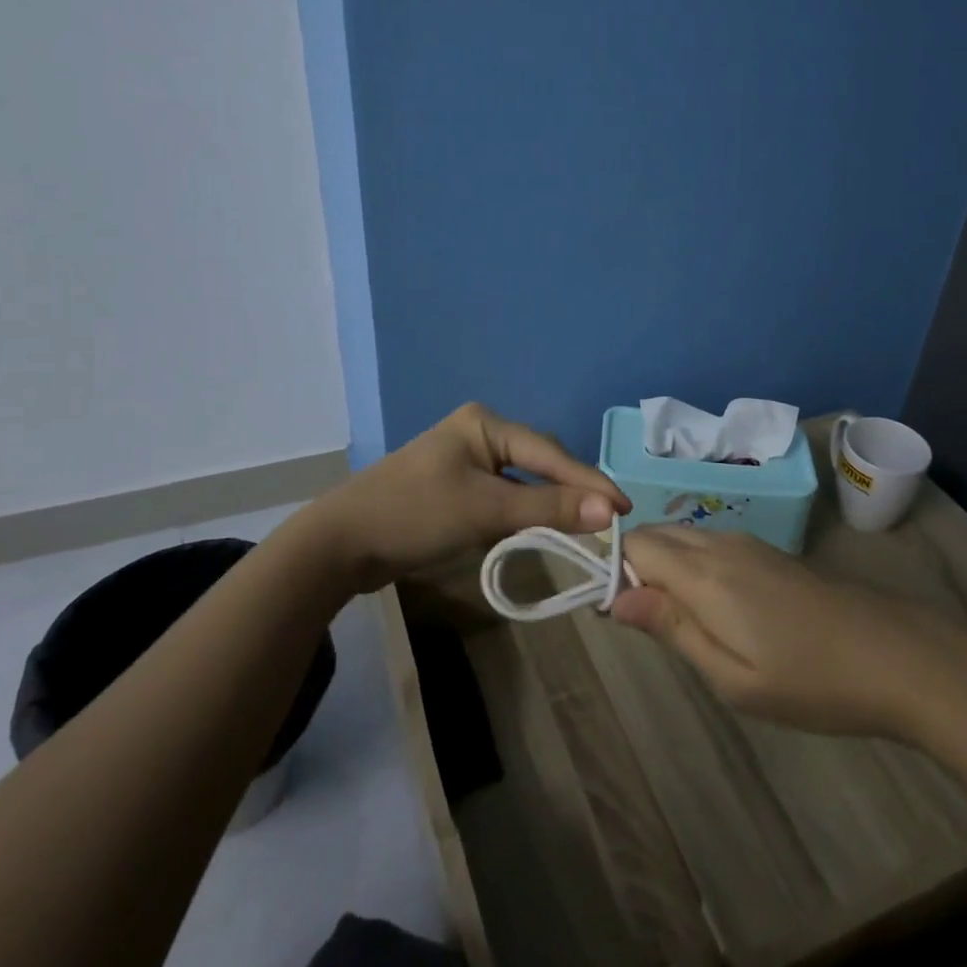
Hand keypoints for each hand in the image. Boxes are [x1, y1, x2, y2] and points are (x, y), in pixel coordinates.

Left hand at [305, 403, 632, 592]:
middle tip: (608, 519)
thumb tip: (610, 510)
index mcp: (484, 423)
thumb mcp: (486, 509)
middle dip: (572, 489)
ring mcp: (465, 459)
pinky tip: (541, 525)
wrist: (341, 543)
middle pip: (539, 461)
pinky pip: (503, 494)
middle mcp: (478, 432)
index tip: (625, 509)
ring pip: (523, 479)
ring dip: (550, 501)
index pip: (549, 452)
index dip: (589, 482)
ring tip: (586, 523)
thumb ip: (548, 507)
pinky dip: (525, 510)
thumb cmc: (415, 514)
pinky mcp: (455, 486)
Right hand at [613, 525, 966, 740]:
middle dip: (637, 568)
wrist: (901, 656)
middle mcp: (721, 544)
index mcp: (705, 574)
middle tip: (653, 627)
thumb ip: (672, 629)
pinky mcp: (771, 552)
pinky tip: (719, 610)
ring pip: (684, 538)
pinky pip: (712, 545)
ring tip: (685, 625)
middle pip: (657, 535)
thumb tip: (615, 598)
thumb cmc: (813, 681)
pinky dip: (694, 566)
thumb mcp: (734, 678)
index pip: (635, 544)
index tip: (621, 616)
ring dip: (666, 567)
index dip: (616, 572)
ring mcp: (750, 544)